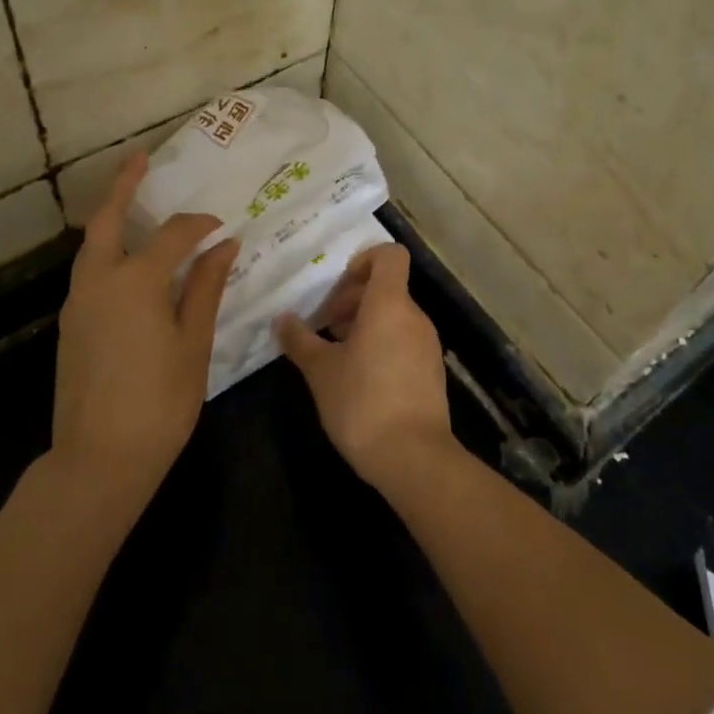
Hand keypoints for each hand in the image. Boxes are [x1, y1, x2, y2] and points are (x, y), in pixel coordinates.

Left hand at [53, 152, 239, 507]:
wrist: (99, 459)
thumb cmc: (159, 403)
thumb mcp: (193, 343)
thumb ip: (205, 288)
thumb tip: (224, 245)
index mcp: (135, 282)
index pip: (172, 235)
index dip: (199, 226)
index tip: (222, 228)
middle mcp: (99, 281)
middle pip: (108, 220)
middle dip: (123, 185)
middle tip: (140, 158)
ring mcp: (78, 302)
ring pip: (92, 245)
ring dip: (112, 217)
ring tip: (134, 200)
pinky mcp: (70, 324)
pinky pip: (89, 270)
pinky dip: (107, 250)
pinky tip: (129, 260)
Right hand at [275, 244, 452, 490]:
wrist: (414, 458)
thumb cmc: (362, 403)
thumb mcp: (321, 371)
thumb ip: (300, 340)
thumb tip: (281, 319)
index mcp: (389, 304)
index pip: (389, 255)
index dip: (364, 260)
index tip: (337, 286)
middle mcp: (414, 316)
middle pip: (387, 287)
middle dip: (352, 298)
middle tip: (324, 324)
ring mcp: (427, 344)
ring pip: (394, 315)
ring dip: (364, 323)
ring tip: (335, 351)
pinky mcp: (431, 371)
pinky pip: (403, 340)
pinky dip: (381, 344)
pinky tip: (358, 376)